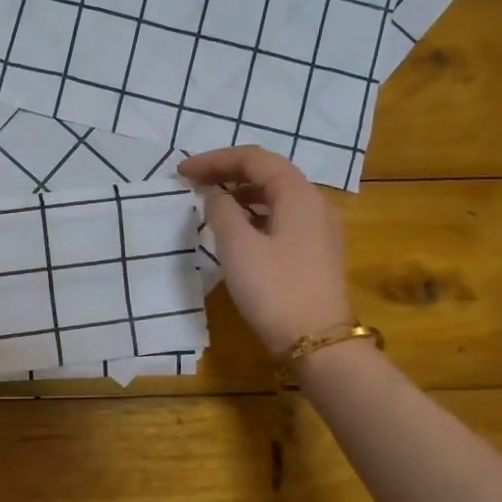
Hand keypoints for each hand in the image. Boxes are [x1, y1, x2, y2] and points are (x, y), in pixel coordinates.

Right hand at [178, 146, 352, 358]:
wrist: (317, 342)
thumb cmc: (275, 290)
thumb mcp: (238, 247)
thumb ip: (221, 211)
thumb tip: (214, 194)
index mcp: (298, 194)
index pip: (254, 158)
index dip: (215, 159)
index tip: (182, 172)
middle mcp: (314, 203)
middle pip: (268, 172)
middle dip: (228, 172)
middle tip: (193, 181)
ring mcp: (319, 228)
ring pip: (276, 195)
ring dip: (241, 193)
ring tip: (209, 202)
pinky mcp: (315, 251)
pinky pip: (282, 217)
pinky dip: (254, 213)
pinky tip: (236, 228)